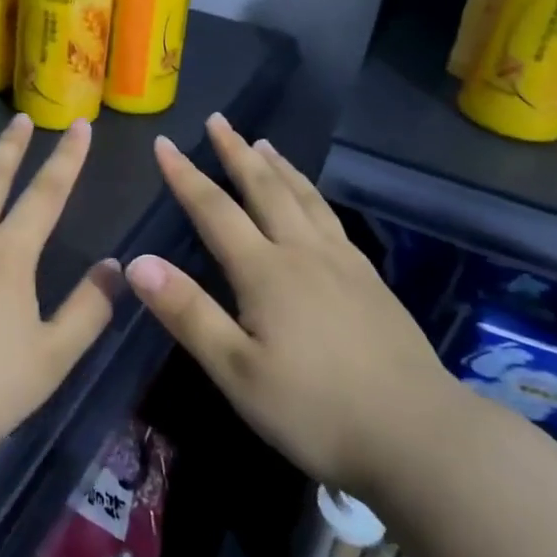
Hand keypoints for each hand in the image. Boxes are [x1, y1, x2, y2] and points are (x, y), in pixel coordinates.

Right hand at [126, 114, 456, 490]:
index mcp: (266, 271)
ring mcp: (343, 263)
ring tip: (264, 143)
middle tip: (219, 120)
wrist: (419, 435)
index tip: (164, 143)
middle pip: (265, 189)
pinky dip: (312, 194)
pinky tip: (314, 203)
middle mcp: (304, 253)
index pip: (214, 210)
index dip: (185, 175)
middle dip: (236, 152)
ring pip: (304, 198)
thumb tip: (137, 262)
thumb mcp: (237, 370)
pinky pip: (331, 218)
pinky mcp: (370, 281)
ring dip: (279, 167)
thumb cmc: (315, 410)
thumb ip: (187, 313)